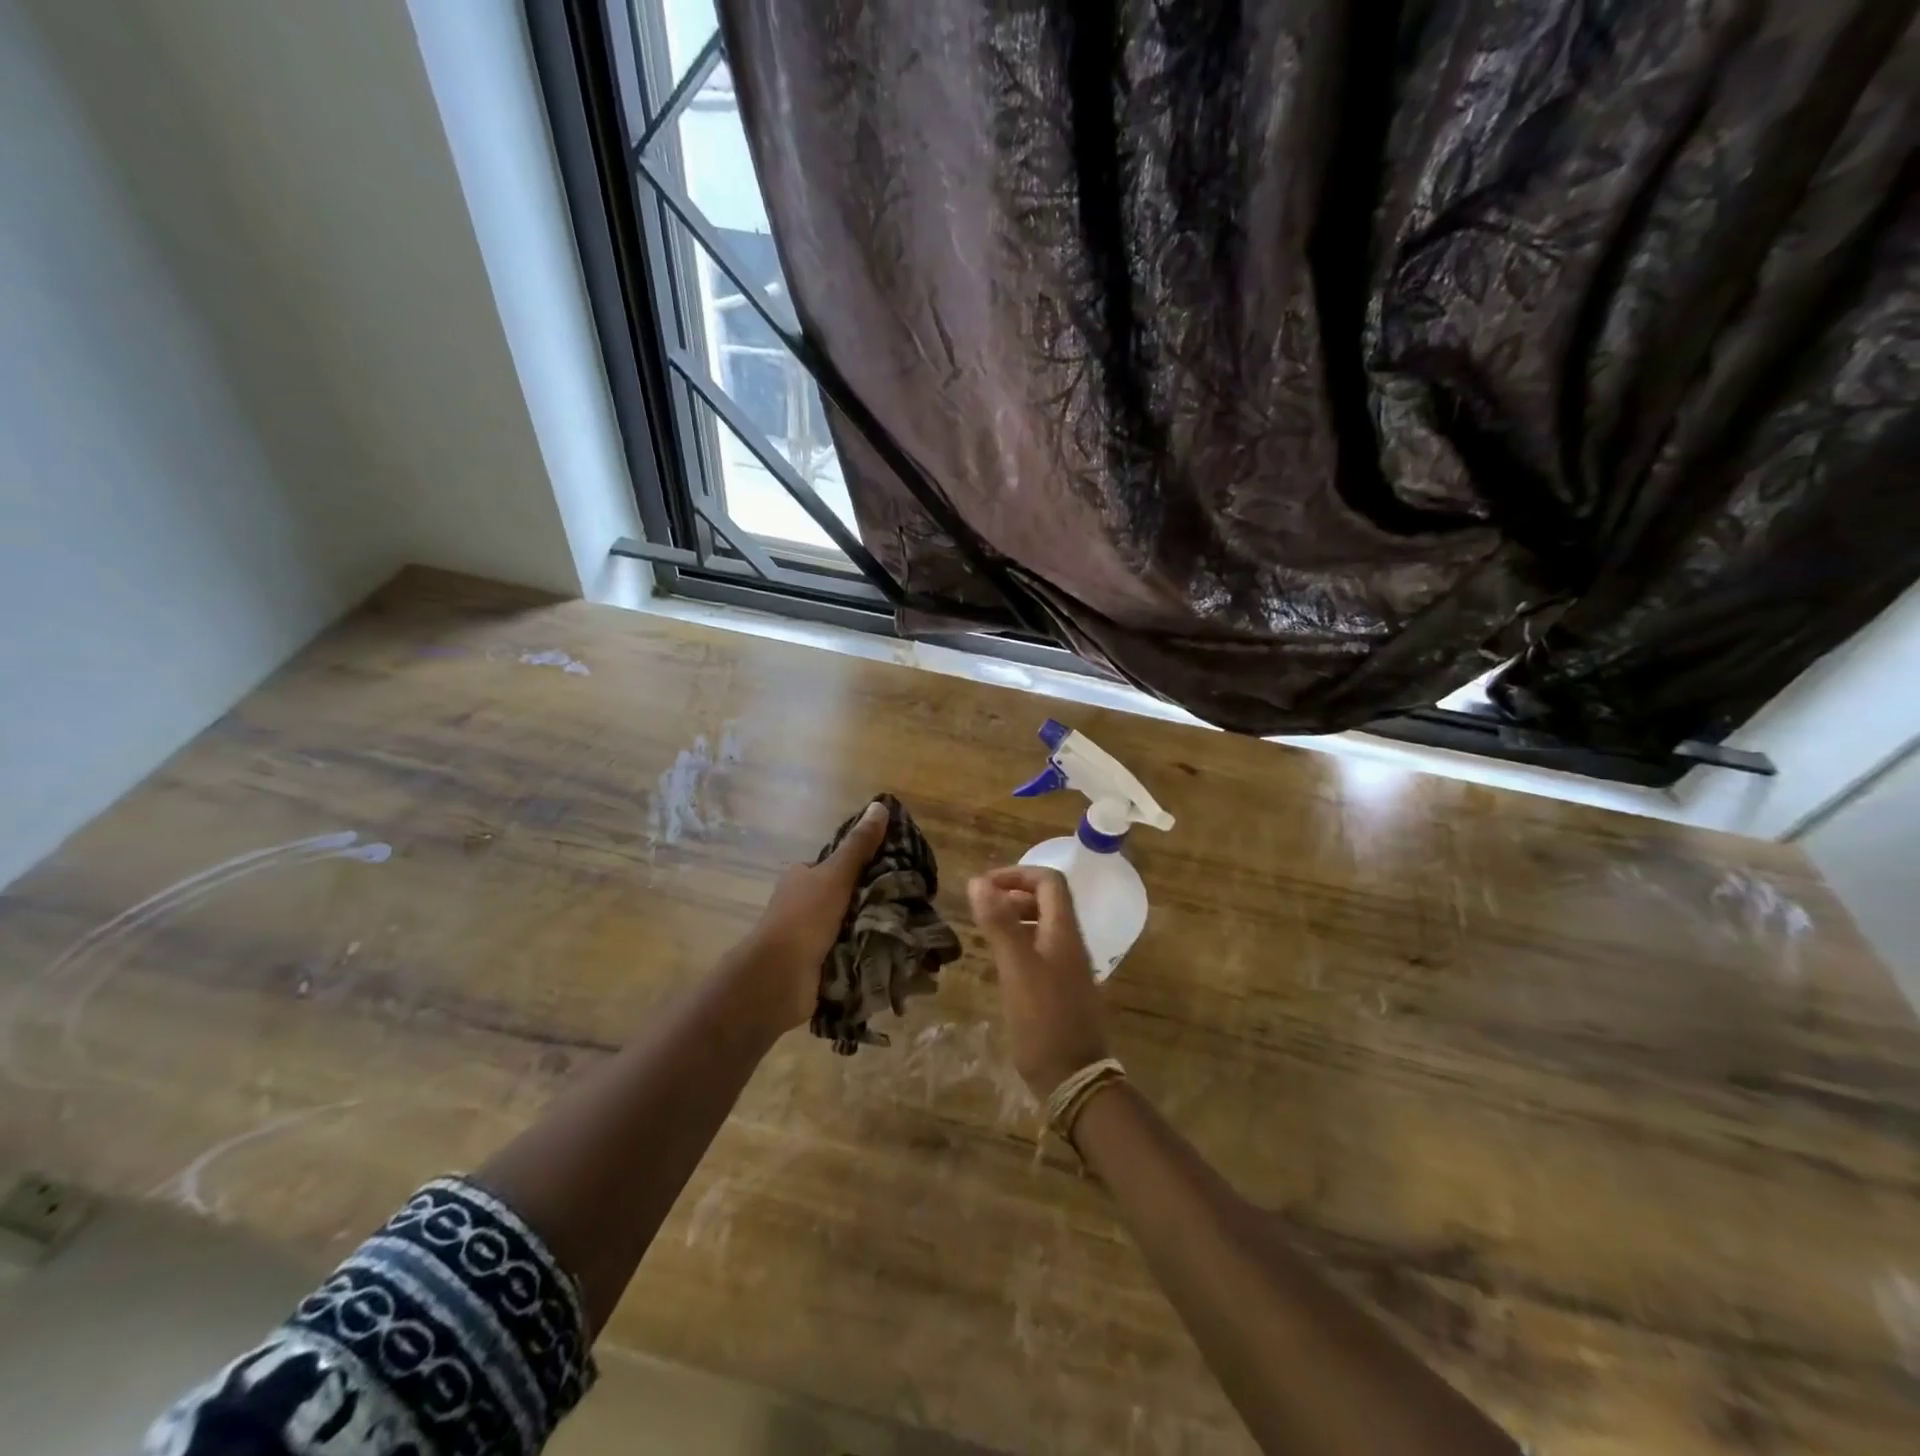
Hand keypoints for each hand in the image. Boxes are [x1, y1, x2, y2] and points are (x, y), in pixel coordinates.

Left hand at [732, 800, 890, 1031]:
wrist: (778, 978)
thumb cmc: (805, 917)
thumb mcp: (836, 874)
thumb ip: (859, 845)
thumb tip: (880, 805)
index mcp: (801, 878)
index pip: (835, 866)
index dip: (862, 867)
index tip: (894, 871)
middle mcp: (801, 905)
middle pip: (844, 897)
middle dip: (870, 901)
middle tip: (906, 903)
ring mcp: (807, 938)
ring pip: (848, 927)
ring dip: (870, 930)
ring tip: (906, 929)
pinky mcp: (816, 966)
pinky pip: (847, 954)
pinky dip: (865, 955)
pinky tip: (891, 954)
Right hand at [968, 865, 1111, 1098]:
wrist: (1073, 1078)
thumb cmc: (1043, 1019)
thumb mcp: (1016, 967)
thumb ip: (999, 923)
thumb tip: (977, 881)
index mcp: (1064, 931)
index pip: (1049, 881)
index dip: (1017, 874)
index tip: (985, 885)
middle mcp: (1070, 943)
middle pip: (1047, 901)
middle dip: (1014, 894)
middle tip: (981, 906)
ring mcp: (1069, 967)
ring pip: (1042, 926)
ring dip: (1015, 918)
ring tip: (985, 930)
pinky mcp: (1062, 989)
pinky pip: (1040, 950)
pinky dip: (1019, 943)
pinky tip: (1000, 963)